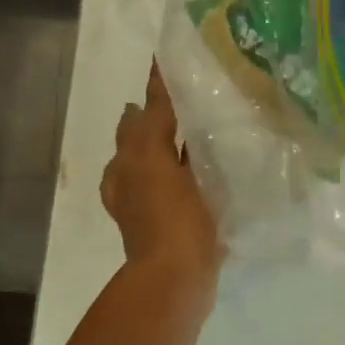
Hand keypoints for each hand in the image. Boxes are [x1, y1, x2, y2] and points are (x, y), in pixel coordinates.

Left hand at [103, 63, 221, 283]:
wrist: (178, 279)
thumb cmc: (168, 217)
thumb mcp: (155, 160)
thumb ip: (155, 122)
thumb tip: (147, 87)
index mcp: (129, 165)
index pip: (141, 118)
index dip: (153, 93)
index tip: (168, 66)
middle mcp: (136, 184)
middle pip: (146, 143)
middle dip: (159, 122)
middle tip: (189, 99)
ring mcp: (158, 208)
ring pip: (166, 166)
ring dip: (178, 149)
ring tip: (204, 132)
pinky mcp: (181, 226)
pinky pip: (187, 190)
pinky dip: (195, 177)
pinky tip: (215, 173)